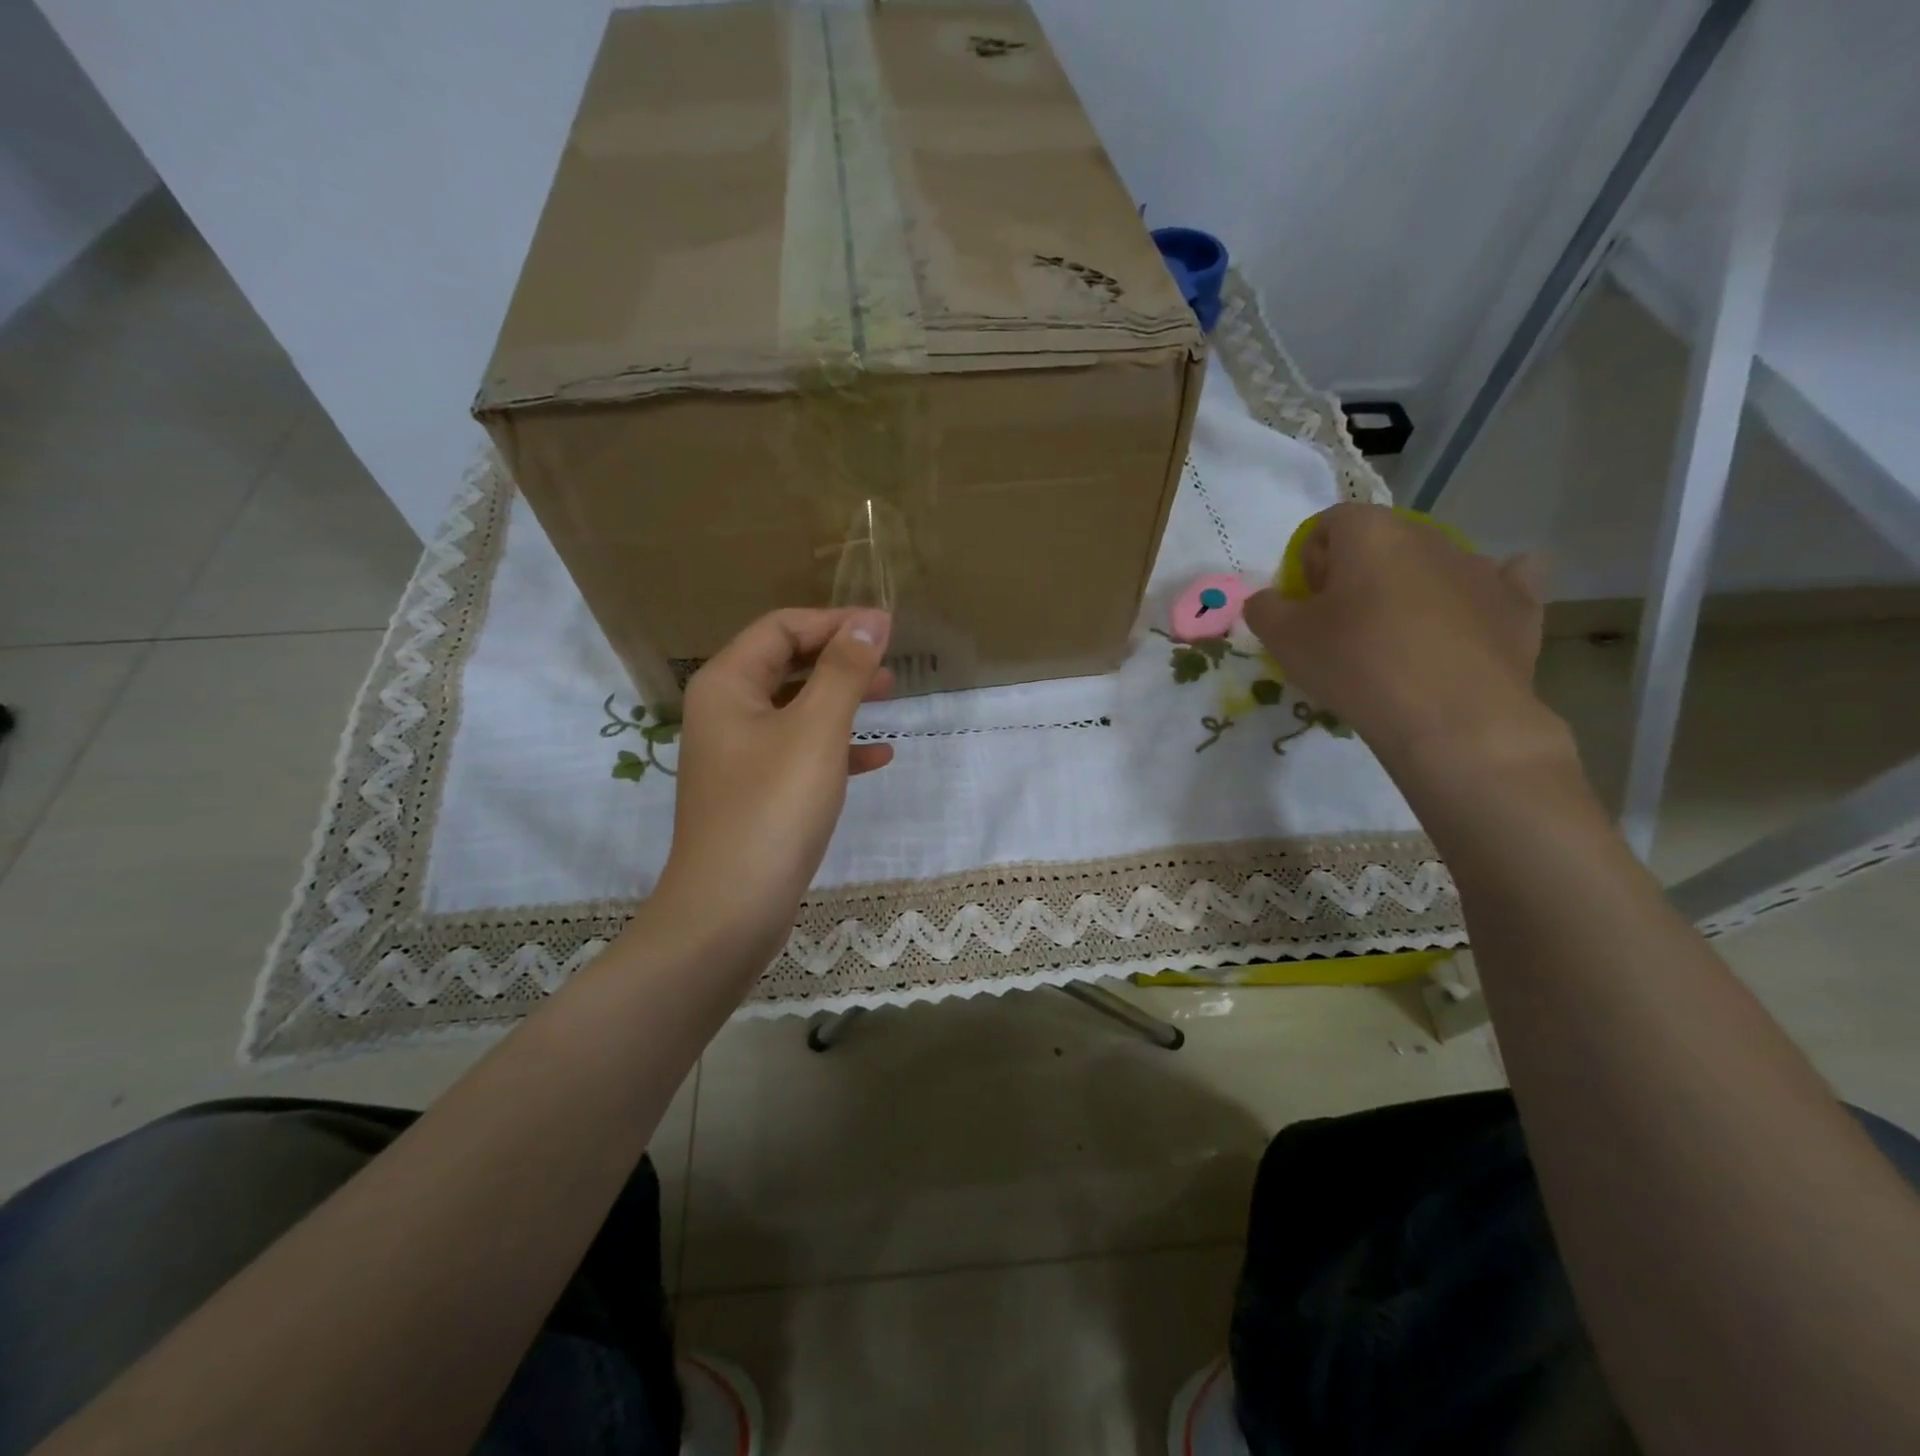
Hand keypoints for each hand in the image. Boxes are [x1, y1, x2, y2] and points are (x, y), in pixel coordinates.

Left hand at [653, 608, 894, 968]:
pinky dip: (837, 747)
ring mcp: (738, 755)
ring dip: (843, 699)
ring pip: (797, 709)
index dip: (835, 622)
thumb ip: (844, 670)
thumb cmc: (773, 807)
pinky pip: (800, 753)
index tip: (887, 628)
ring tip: (891, 697)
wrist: (730, 909)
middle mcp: (725, 712)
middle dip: (840, 658)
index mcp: (727, 684)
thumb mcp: (816, 729)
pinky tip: (878, 756)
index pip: (781, 628)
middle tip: (891, 662)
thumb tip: (872, 620)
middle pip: (787, 664)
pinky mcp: (756, 793)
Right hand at [1243, 503, 1560, 778]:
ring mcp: (1480, 566)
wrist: (1454, 719)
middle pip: (1379, 543)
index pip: (1326, 525)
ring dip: (1408, 591)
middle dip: (1356, 575)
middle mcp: (1428, 535)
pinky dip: (1472, 599)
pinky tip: (1461, 624)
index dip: (1308, 563)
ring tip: (1396, 643)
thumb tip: (1269, 600)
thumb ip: (1264, 609)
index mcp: (1370, 532)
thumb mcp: (1284, 639)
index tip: (1305, 605)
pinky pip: (1496, 584)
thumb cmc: (1357, 665)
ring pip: (1430, 566)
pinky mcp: (1517, 603)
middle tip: (1342, 627)